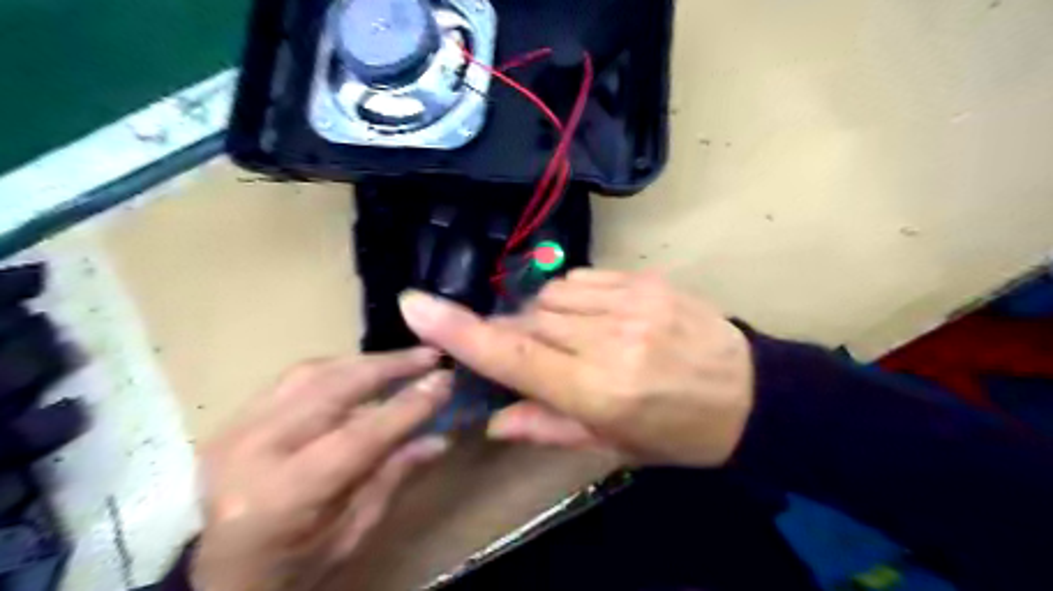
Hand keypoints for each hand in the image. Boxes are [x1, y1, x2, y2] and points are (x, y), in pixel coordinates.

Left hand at [193, 349, 450, 589]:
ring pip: (312, 372)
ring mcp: (236, 429)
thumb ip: (393, 476)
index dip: (407, 406)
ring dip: (365, 361)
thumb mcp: (354, 532)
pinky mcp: (235, 418)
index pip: (359, 436)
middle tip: (430, 356)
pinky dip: (337, 368)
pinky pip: (294, 377)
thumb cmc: (295, 566)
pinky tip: (364, 369)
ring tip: (404, 359)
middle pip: (332, 389)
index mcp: (283, 495)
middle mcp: (253, 452)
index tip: (445, 381)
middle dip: (389, 366)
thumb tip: (442, 437)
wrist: (220, 578)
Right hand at [399, 269, 751, 467]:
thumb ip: (548, 426)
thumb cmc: (678, 433)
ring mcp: (630, 303)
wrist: (749, 393)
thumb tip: (493, 419)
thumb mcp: (613, 445)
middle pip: (528, 319)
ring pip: (551, 295)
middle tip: (541, 356)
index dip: (460, 330)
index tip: (415, 305)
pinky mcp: (646, 280)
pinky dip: (573, 298)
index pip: (514, 355)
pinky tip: (596, 318)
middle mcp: (609, 340)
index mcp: (599, 391)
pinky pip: (582, 279)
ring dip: (547, 316)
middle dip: (518, 333)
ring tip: (576, 339)